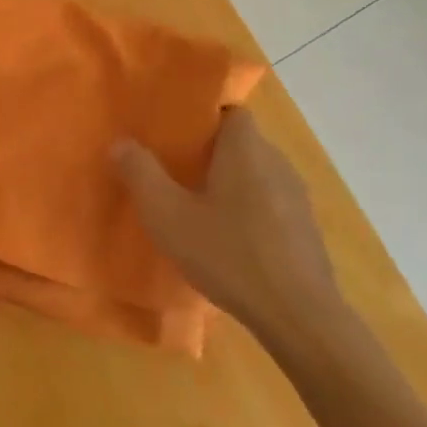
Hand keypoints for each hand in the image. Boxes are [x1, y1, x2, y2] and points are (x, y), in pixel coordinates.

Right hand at [113, 107, 337, 341]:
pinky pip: (272, 205)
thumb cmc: (228, 254)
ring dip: (232, 185)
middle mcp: (277, 162)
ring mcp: (297, 197)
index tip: (176, 136)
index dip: (204, 118)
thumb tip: (120, 142)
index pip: (231, 111)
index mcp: (246, 148)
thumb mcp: (168, 216)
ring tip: (200, 208)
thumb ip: (141, 174)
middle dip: (212, 154)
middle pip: (242, 143)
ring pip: (258, 175)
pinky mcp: (306, 230)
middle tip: (177, 173)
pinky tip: (231, 243)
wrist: (298, 315)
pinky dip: (251, 213)